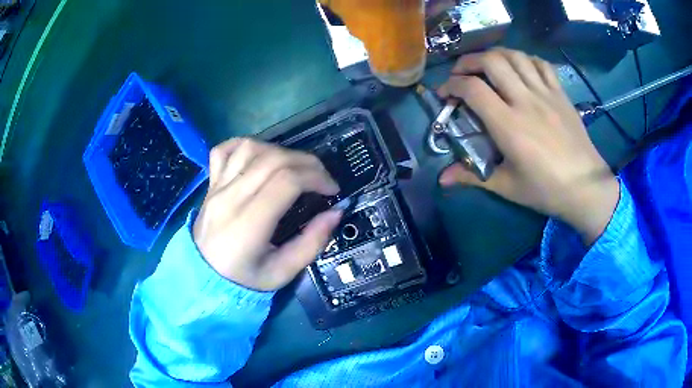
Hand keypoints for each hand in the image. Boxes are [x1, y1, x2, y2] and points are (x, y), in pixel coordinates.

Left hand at [193, 139, 341, 290]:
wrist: (204, 276)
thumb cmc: (244, 278)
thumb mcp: (283, 273)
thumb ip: (312, 243)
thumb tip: (335, 211)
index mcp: (248, 224)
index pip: (286, 181)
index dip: (316, 177)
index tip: (332, 190)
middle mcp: (229, 198)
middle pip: (272, 159)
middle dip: (307, 162)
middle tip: (321, 178)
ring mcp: (216, 187)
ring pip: (250, 148)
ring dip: (281, 151)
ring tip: (294, 168)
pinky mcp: (210, 183)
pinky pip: (224, 150)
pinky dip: (246, 145)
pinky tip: (261, 155)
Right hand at [438, 48, 619, 244]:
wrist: (586, 187)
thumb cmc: (546, 189)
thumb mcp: (507, 187)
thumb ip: (472, 176)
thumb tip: (442, 179)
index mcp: (508, 124)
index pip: (472, 88)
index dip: (452, 85)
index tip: (445, 94)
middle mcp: (525, 100)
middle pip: (492, 61)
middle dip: (469, 61)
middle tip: (462, 73)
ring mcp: (545, 93)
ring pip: (516, 56)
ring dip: (495, 55)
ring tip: (488, 66)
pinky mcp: (560, 94)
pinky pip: (541, 64)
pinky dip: (526, 59)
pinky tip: (520, 68)